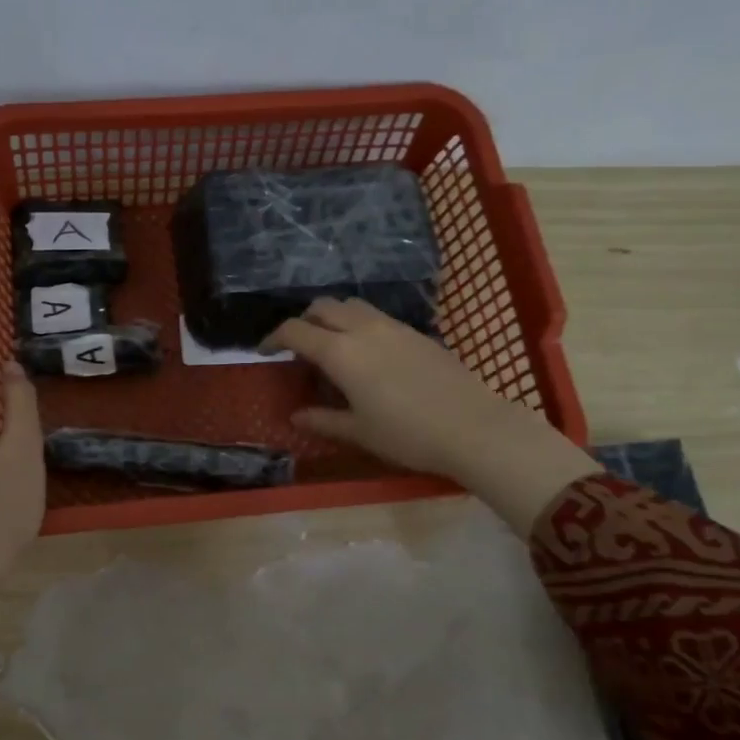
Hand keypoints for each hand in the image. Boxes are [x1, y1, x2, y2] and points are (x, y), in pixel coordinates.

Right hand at [267, 298, 597, 537]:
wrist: (474, 428)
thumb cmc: (407, 434)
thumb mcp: (359, 432)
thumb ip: (323, 420)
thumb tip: (296, 416)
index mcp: (341, 353)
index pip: (296, 331)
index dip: (274, 338)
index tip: (265, 351)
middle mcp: (364, 330)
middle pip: (323, 306)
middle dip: (304, 320)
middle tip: (299, 346)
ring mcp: (394, 327)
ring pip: (352, 305)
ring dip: (333, 316)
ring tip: (333, 344)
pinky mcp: (417, 332)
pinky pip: (377, 316)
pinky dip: (359, 324)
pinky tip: (368, 353)